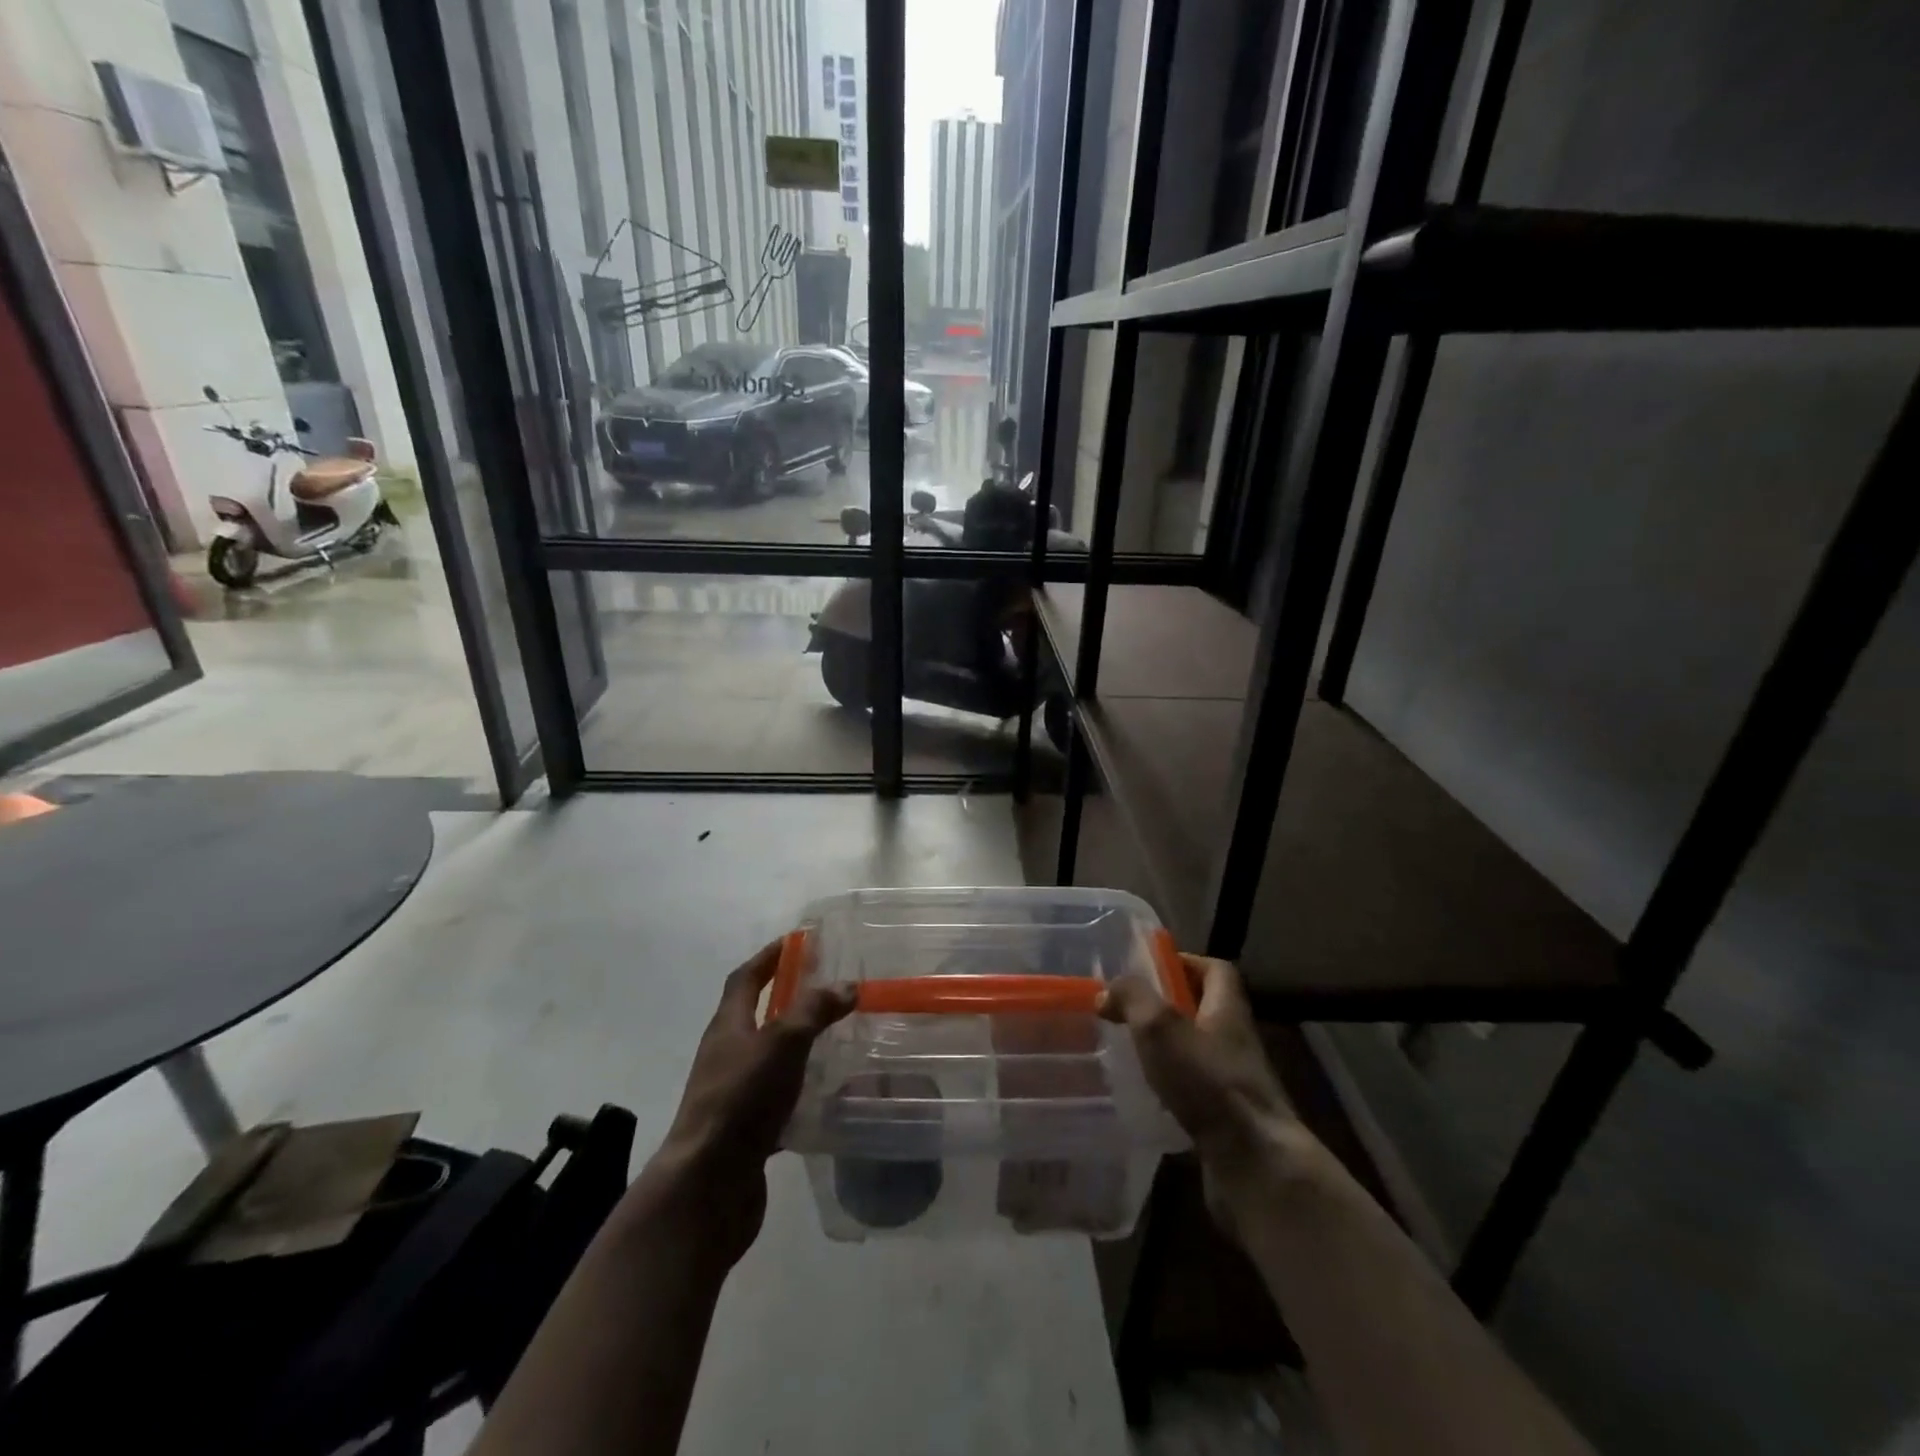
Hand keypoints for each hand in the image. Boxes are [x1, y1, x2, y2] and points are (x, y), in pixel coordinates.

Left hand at [638, 940, 853, 1271]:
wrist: (707, 1186)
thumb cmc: (741, 1100)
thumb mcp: (782, 1043)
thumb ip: (814, 1011)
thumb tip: (846, 985)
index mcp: (728, 1026)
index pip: (745, 978)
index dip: (769, 957)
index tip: (797, 941)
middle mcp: (726, 1055)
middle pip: (755, 1015)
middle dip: (786, 998)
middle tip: (826, 988)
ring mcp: (733, 1094)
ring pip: (768, 1058)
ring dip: (796, 1045)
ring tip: (835, 1039)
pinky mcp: (745, 1130)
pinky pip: (776, 1099)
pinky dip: (799, 1091)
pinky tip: (826, 1097)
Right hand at [1100, 954, 1314, 1243]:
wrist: (1255, 1165)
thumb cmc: (1209, 1083)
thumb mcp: (1160, 1026)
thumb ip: (1132, 998)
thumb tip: (1107, 992)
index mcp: (1227, 1010)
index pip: (1216, 970)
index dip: (1186, 962)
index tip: (1152, 966)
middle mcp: (1236, 1042)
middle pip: (1205, 1010)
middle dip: (1168, 1006)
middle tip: (1129, 1010)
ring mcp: (1235, 1084)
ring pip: (1197, 1052)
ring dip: (1167, 1048)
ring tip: (1130, 1050)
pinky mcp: (1227, 1120)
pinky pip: (1195, 1091)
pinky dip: (1171, 1087)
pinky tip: (1145, 1095)